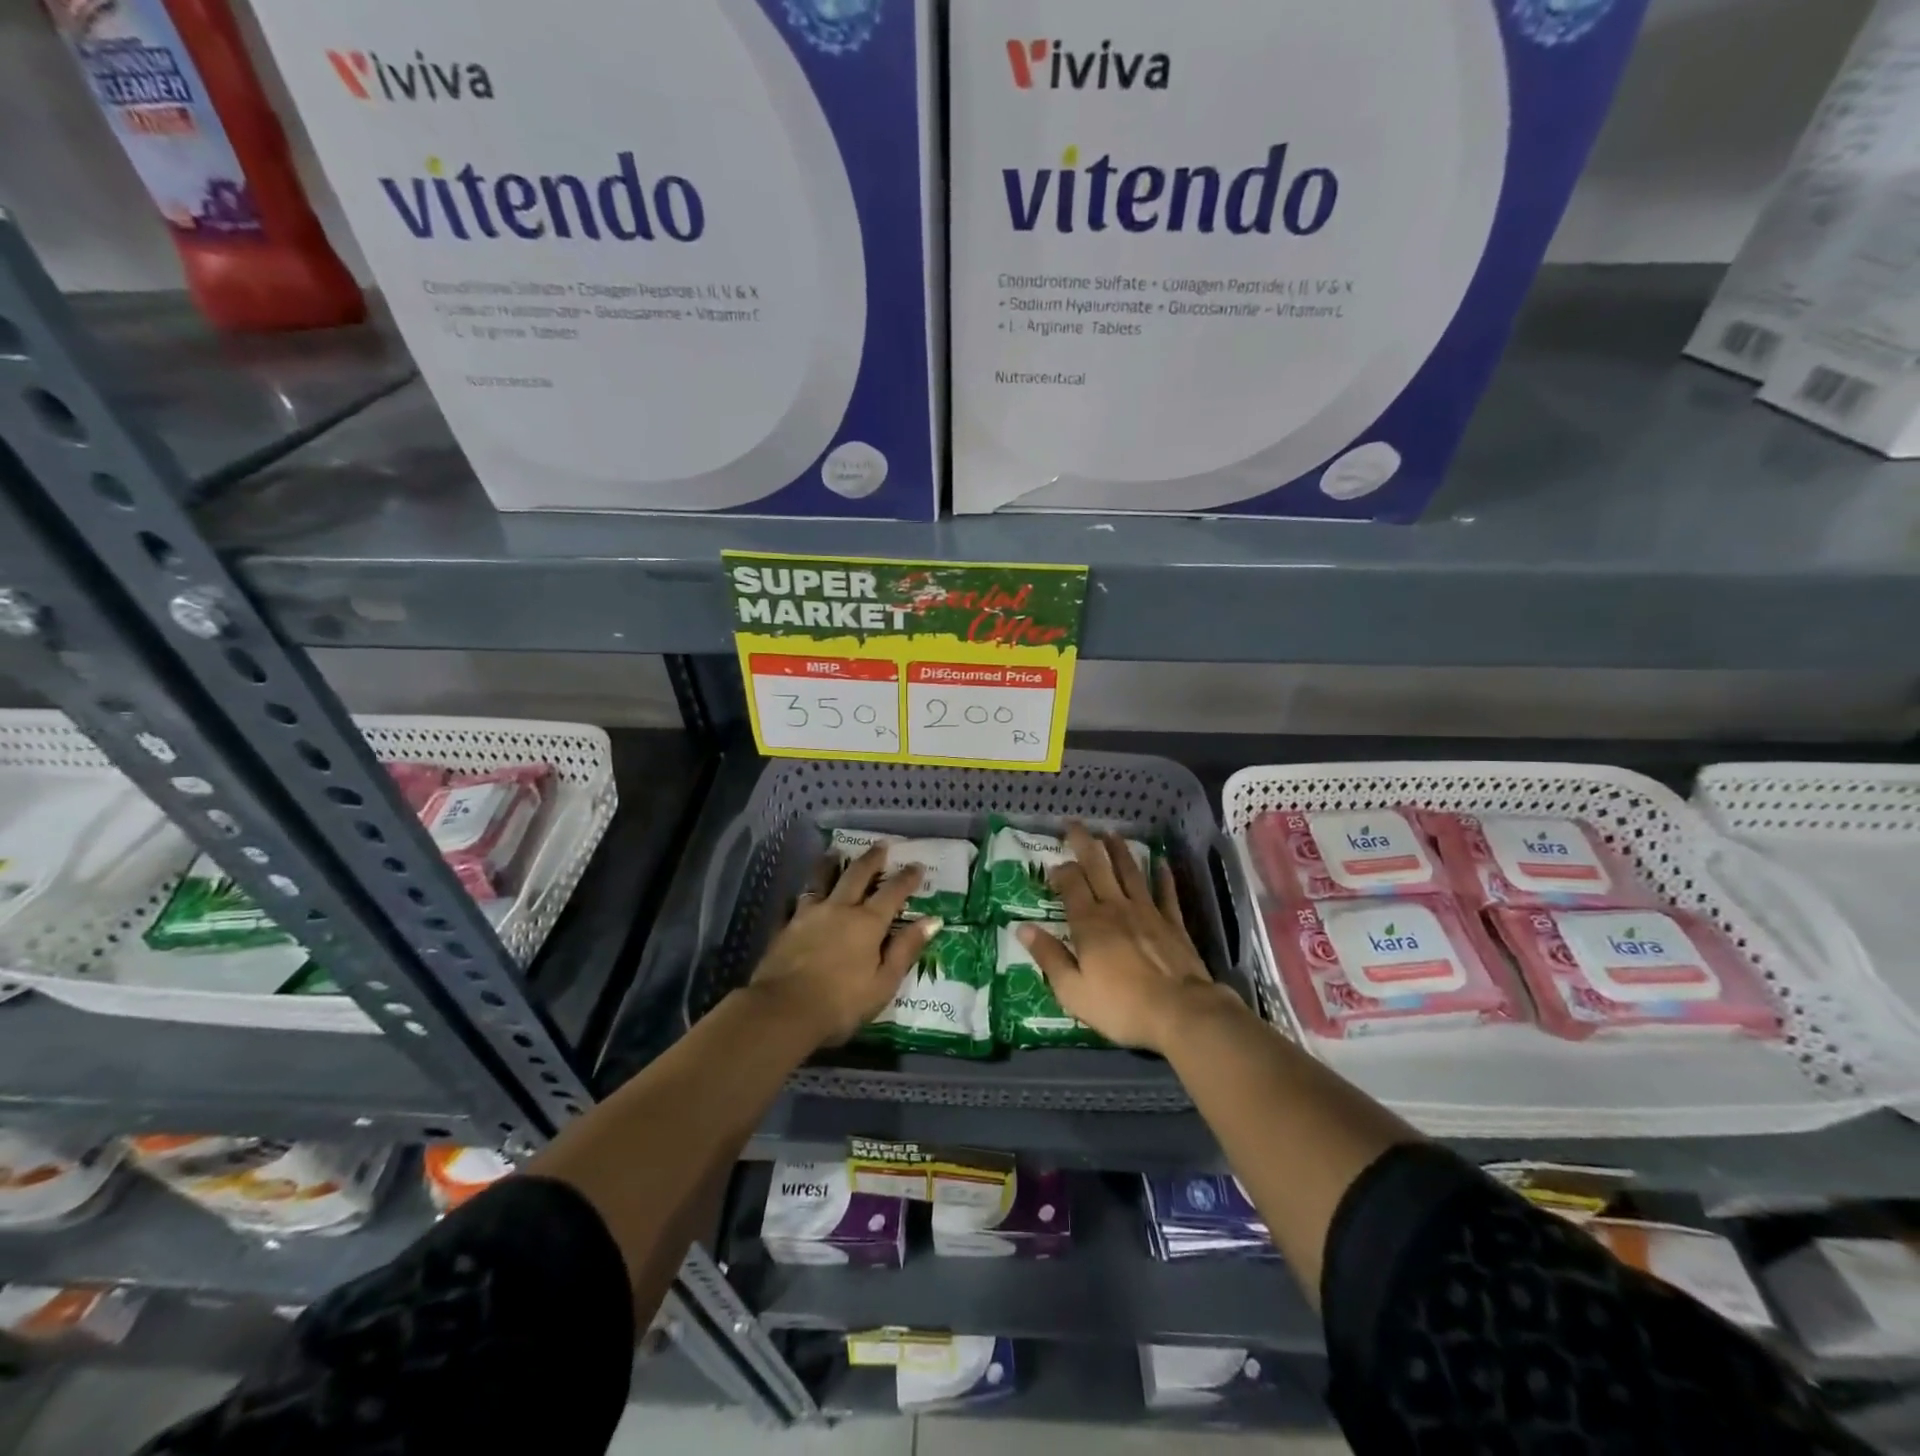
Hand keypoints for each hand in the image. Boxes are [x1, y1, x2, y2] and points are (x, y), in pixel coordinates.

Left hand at [746, 846, 939, 1046]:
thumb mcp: (884, 982)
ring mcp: (809, 914)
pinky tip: (799, 893)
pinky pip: (795, 902)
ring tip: (836, 851)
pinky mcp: (786, 926)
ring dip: (831, 864)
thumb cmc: (841, 1003)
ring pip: (822, 880)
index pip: (893, 892)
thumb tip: (933, 920)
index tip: (917, 865)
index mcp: (868, 923)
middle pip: (857, 875)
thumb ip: (906, 948)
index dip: (907, 878)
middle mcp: (839, 909)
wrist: (783, 1011)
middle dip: (872, 859)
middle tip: (881, 844)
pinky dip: (802, 894)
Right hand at [1017, 824, 1224, 1053]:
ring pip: (1130, 872)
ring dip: (1119, 851)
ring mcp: (1148, 912)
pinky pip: (1166, 892)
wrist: (1180, 1012)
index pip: (1071, 885)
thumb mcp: (1073, 990)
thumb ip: (1048, 956)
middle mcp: (1116, 908)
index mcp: (1089, 923)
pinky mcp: (1173, 923)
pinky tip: (1160, 861)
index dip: (1061, 871)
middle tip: (1075, 824)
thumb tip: (1022, 927)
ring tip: (1111, 833)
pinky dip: (1162, 875)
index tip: (1053, 866)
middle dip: (1084, 844)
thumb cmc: (1120, 1006)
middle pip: (1098, 867)